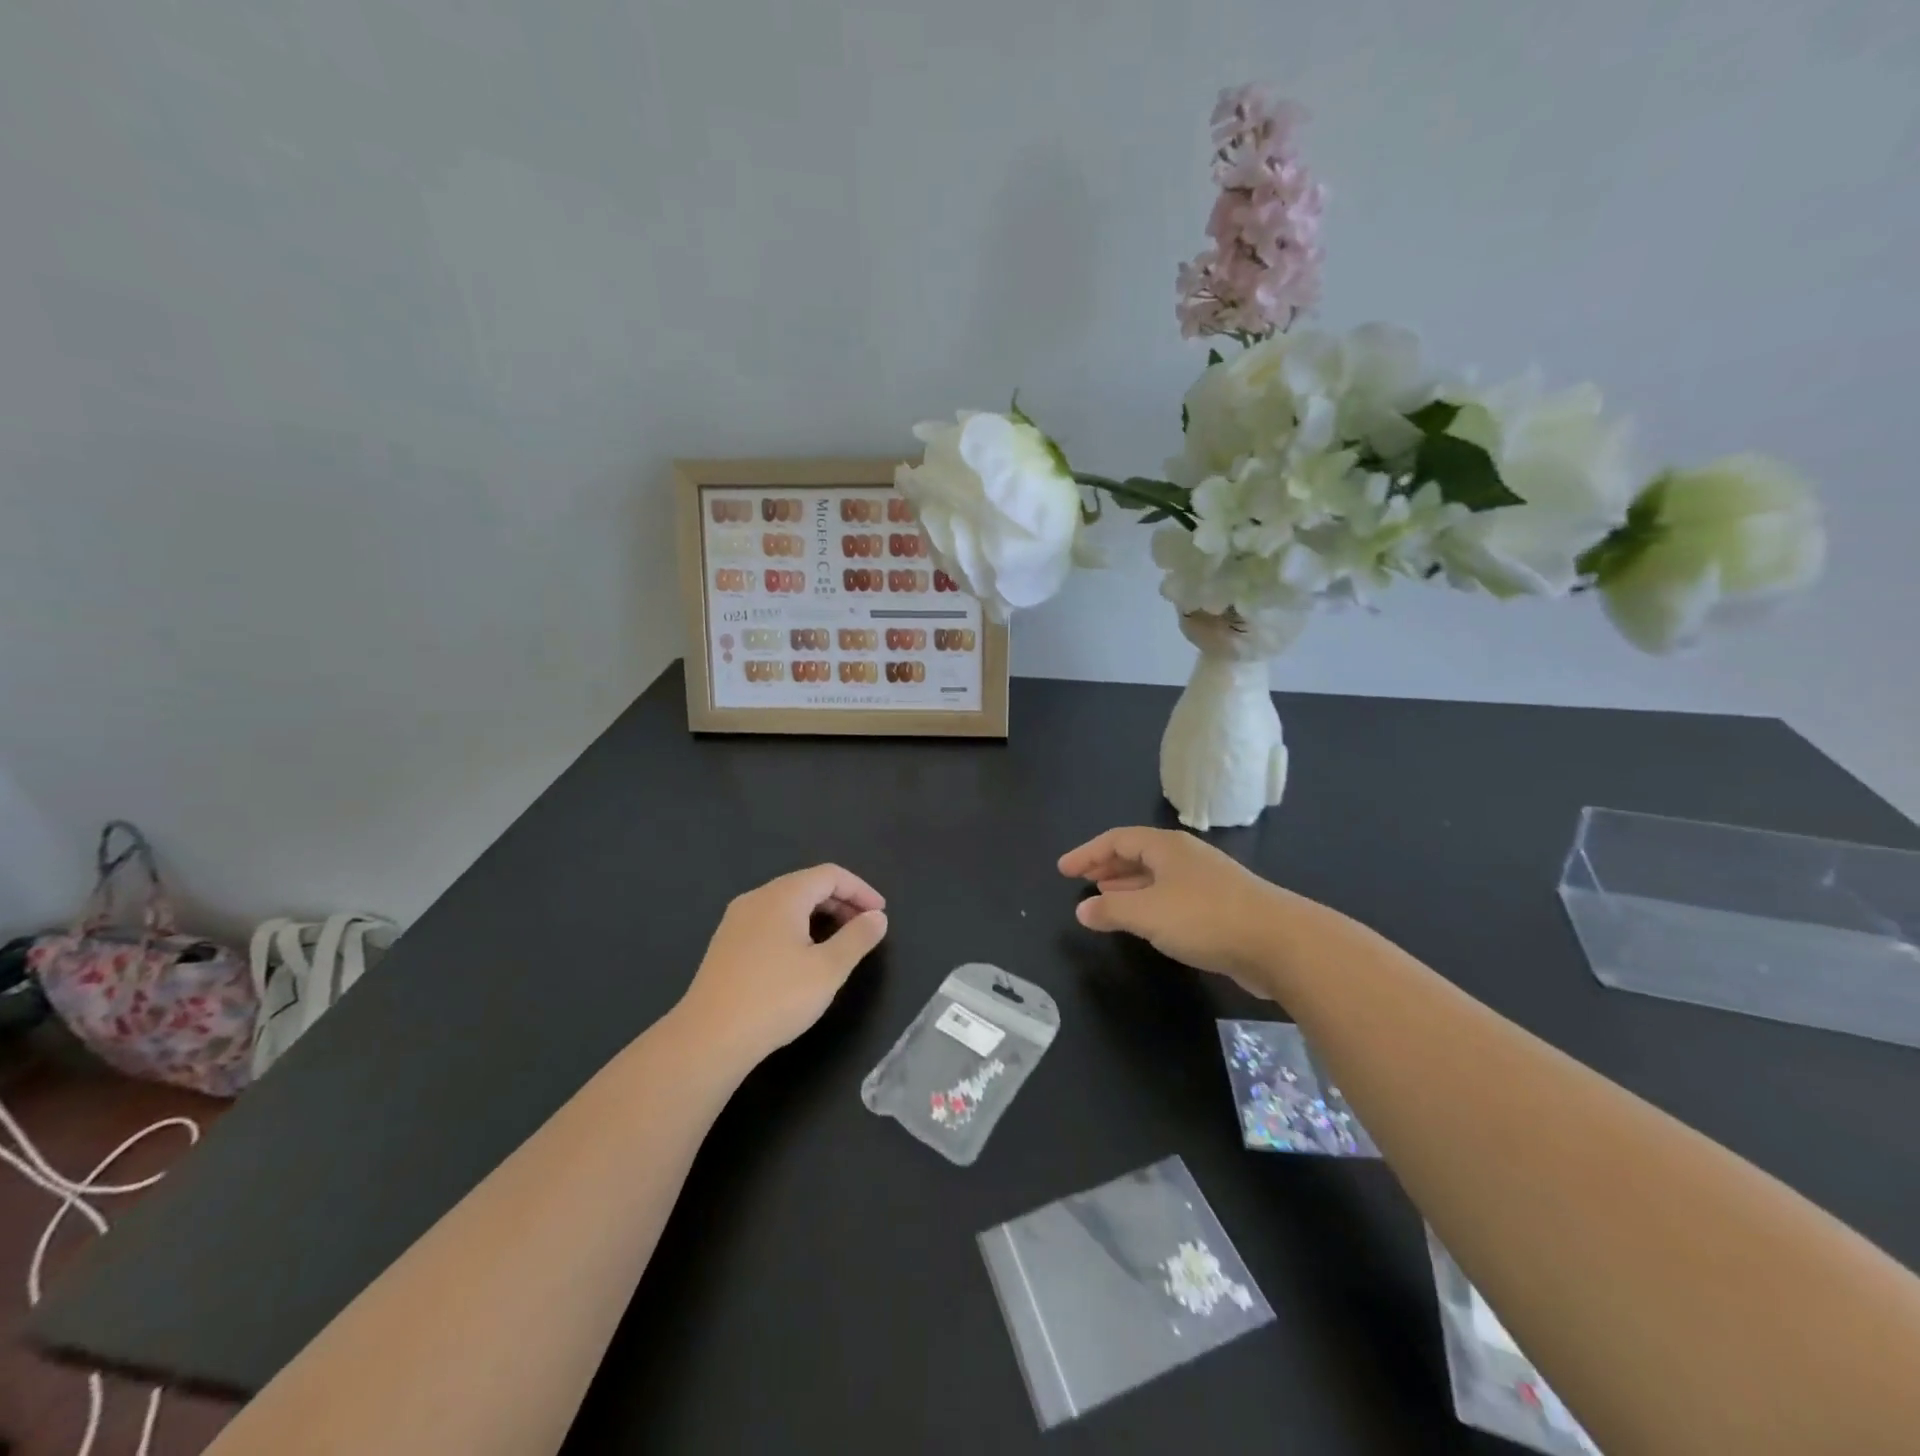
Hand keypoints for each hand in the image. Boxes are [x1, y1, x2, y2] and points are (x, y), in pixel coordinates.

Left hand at [677, 864, 887, 1065]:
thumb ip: (857, 938)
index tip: (881, 914)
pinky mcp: (726, 944)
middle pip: (807, 885)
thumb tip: (877, 917)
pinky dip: (796, 927)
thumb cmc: (775, 998)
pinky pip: (770, 921)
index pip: (830, 875)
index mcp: (783, 896)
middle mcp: (757, 898)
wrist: (708, 1038)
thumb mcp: (828, 970)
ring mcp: (736, 921)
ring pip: (787, 903)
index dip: (860, 889)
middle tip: (865, 928)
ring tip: (839, 942)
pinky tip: (802, 957)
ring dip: (819, 915)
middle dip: (841, 901)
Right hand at [1059, 826, 1295, 995]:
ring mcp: (1205, 880)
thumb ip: (1110, 911)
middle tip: (1083, 881)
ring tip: (1105, 899)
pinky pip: (1171, 896)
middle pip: (1137, 854)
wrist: (1280, 943)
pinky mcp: (1220, 906)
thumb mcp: (1147, 914)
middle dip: (1107, 866)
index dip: (1087, 853)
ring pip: (1156, 876)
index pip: (1117, 840)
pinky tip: (1145, 922)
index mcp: (1166, 847)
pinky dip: (1149, 903)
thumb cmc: (1205, 918)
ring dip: (1127, 886)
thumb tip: (1083, 910)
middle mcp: (1185, 857)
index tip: (1063, 870)